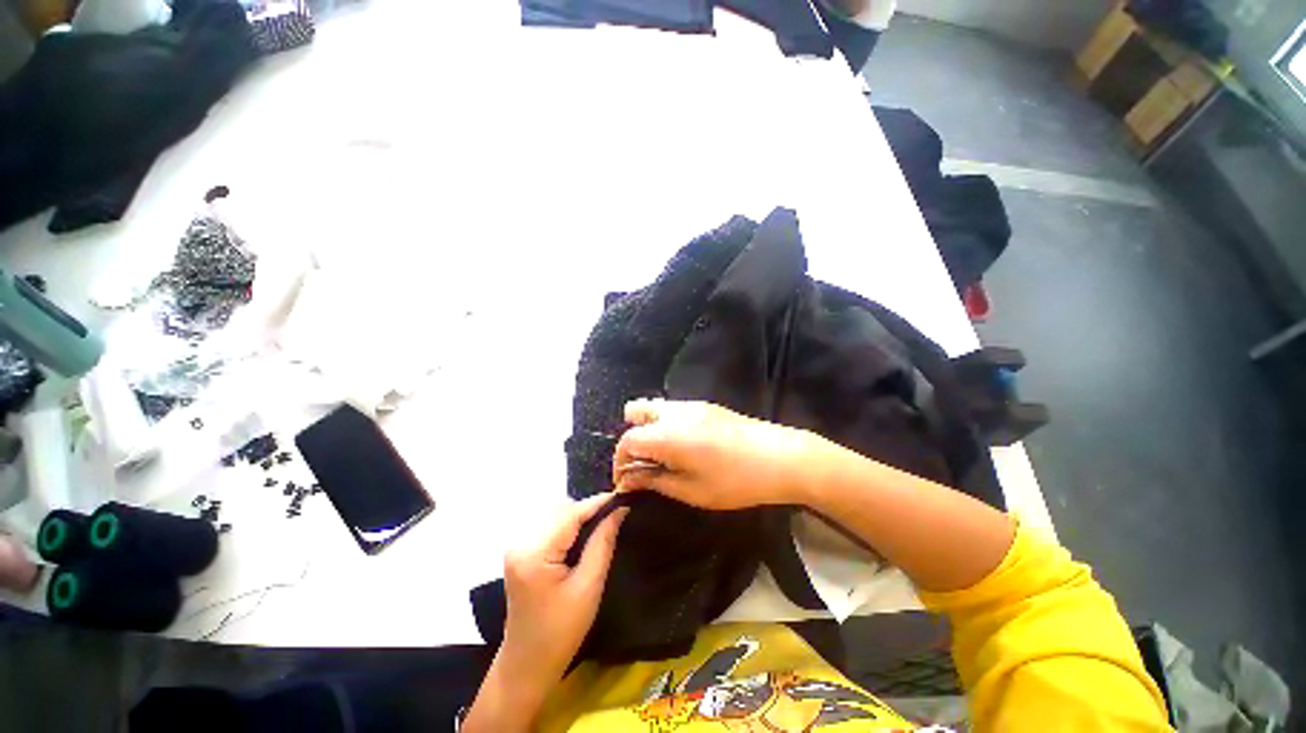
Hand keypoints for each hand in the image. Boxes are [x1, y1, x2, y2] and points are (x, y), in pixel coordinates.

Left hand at [466, 495, 626, 731]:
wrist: (527, 664)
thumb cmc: (561, 632)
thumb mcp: (589, 587)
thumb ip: (603, 542)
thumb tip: (619, 510)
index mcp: (534, 553)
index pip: (570, 514)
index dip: (598, 503)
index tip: (623, 497)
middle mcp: (520, 541)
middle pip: (561, 509)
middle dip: (589, 509)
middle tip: (615, 515)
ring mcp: (517, 545)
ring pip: (555, 513)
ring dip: (578, 516)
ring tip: (602, 525)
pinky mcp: (520, 550)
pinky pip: (548, 524)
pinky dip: (568, 525)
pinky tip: (582, 536)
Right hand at [613, 399, 830, 509]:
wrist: (779, 456)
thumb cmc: (733, 480)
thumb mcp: (691, 490)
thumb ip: (655, 481)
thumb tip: (628, 480)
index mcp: (665, 434)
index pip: (627, 441)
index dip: (620, 462)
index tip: (626, 483)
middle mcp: (673, 412)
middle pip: (635, 413)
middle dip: (632, 438)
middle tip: (645, 464)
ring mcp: (691, 405)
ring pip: (655, 409)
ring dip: (650, 430)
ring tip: (665, 457)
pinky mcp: (706, 405)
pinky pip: (674, 410)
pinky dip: (667, 425)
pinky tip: (686, 447)